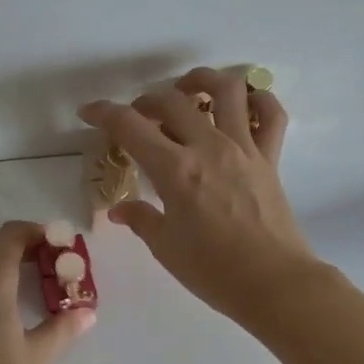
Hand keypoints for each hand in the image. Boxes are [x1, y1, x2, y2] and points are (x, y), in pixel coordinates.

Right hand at [79, 66, 323, 323]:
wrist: (274, 284)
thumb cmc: (214, 271)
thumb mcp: (166, 247)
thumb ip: (141, 219)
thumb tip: (121, 209)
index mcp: (175, 170)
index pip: (130, 126)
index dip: (103, 113)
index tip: (89, 112)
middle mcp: (209, 147)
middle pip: (172, 101)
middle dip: (147, 101)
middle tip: (139, 117)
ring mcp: (244, 148)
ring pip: (227, 90)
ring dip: (203, 80)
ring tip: (188, 89)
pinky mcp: (270, 158)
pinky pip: (271, 115)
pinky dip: (259, 100)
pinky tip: (243, 105)